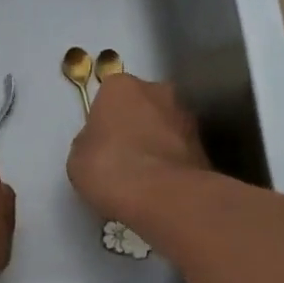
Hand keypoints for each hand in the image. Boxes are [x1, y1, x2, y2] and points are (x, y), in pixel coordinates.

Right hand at [67, 75, 212, 228]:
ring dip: (158, 142)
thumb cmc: (110, 167)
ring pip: (166, 126)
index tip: (101, 142)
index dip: (105, 118)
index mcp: (121, 86)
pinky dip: (173, 162)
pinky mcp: (205, 145)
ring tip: (145, 177)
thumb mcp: (78, 157)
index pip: (110, 94)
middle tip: (124, 156)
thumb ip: (89, 142)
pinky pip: (181, 150)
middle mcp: (158, 90)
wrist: (163, 196)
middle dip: (136, 123)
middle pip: (143, 104)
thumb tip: (100, 144)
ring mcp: (186, 116)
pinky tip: (162, 187)